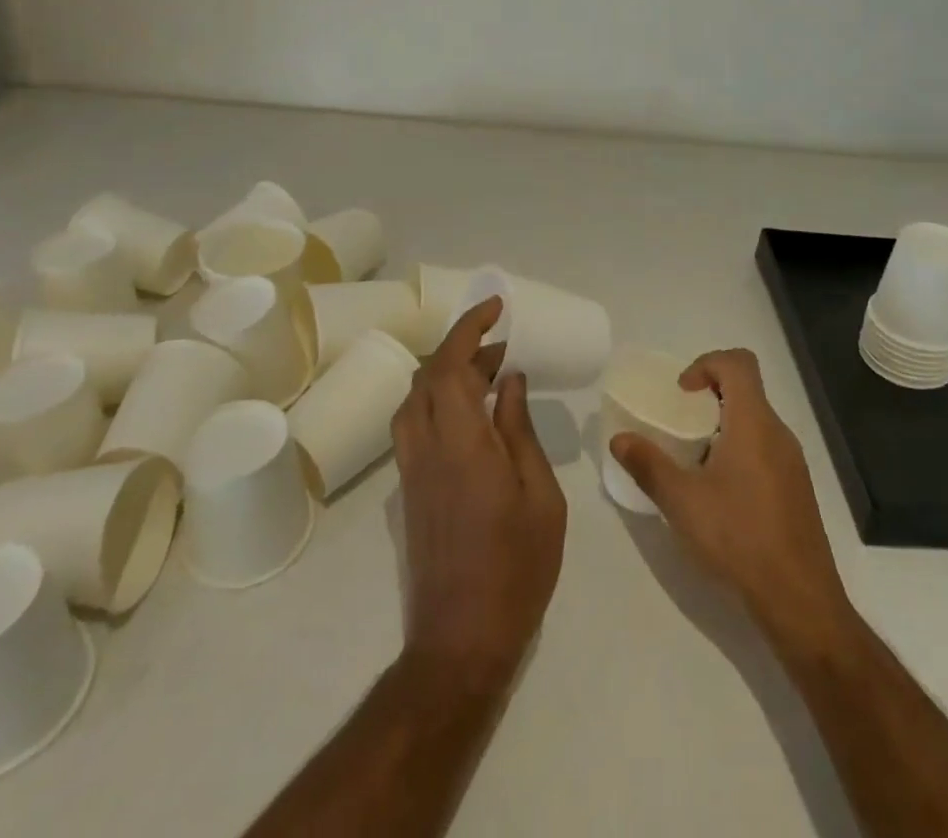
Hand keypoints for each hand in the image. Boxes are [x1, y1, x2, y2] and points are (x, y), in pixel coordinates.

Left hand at [392, 298, 567, 691]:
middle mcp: (425, 446)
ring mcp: (411, 469)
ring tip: (490, 374)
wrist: (461, 640)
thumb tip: (510, 380)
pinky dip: (437, 400)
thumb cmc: (515, 566)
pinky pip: (414, 423)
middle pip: (429, 375)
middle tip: (504, 345)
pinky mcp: (408, 489)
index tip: (496, 307)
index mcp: (461, 442)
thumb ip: (519, 430)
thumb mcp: (539, 495)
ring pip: (415, 398)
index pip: (452, 364)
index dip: (470, 327)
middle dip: (463, 346)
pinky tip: (471, 414)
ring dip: (446, 372)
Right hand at [611, 349, 850, 648]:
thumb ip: (648, 465)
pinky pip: (765, 448)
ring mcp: (792, 462)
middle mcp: (779, 433)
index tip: (682, 394)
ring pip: (755, 421)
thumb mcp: (682, 502)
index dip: (706, 363)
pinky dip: (739, 451)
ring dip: (723, 426)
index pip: (739, 362)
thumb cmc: (739, 538)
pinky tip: (719, 494)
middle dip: (709, 396)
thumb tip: (619, 439)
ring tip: (694, 462)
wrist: (800, 601)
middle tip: (680, 426)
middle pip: (746, 389)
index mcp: (754, 423)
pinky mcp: (796, 489)